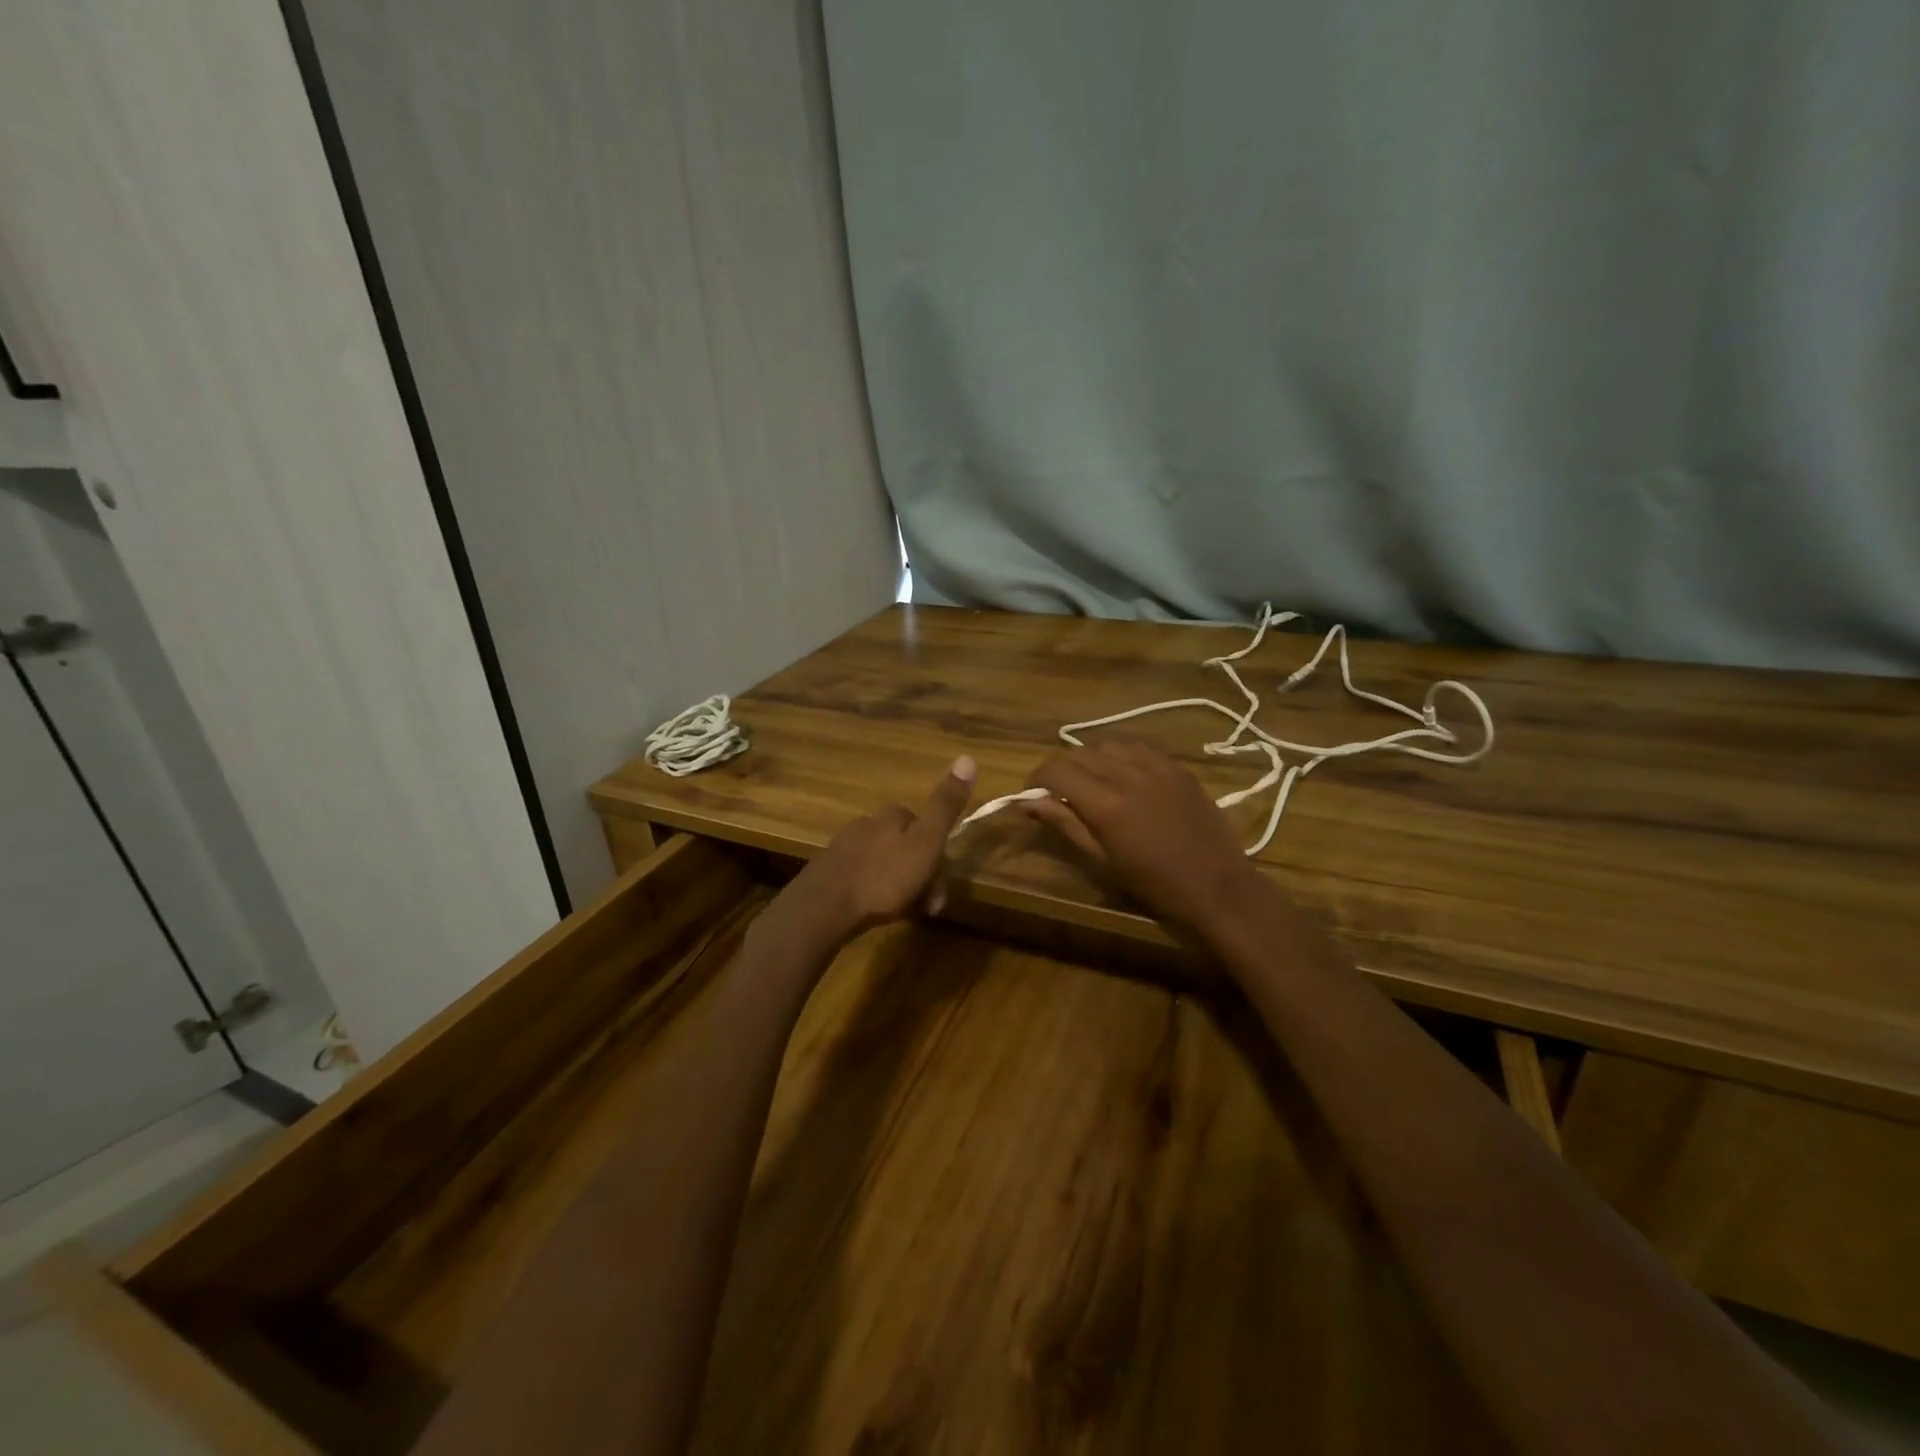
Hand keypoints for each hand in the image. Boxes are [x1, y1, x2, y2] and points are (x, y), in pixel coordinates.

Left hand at [780, 756, 977, 944]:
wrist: (824, 908)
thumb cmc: (883, 878)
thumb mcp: (925, 842)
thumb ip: (945, 806)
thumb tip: (967, 757)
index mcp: (891, 816)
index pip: (923, 825)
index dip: (937, 855)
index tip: (940, 886)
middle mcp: (866, 824)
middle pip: (904, 846)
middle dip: (919, 874)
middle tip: (925, 907)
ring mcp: (844, 848)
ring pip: (884, 863)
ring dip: (898, 886)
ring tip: (901, 912)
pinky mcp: (828, 873)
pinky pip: (862, 878)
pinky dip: (874, 892)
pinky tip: (874, 911)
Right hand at [1020, 736, 1265, 935]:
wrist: (1218, 888)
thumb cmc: (1154, 886)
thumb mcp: (1102, 861)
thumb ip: (1064, 824)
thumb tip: (1027, 802)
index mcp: (1105, 803)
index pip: (1056, 770)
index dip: (1036, 778)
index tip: (1032, 794)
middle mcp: (1128, 774)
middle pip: (1078, 753)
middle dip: (1060, 769)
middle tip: (1059, 793)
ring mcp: (1157, 766)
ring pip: (1107, 744)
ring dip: (1090, 759)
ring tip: (1091, 782)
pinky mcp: (1178, 767)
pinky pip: (1138, 747)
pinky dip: (1121, 756)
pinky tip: (1123, 776)